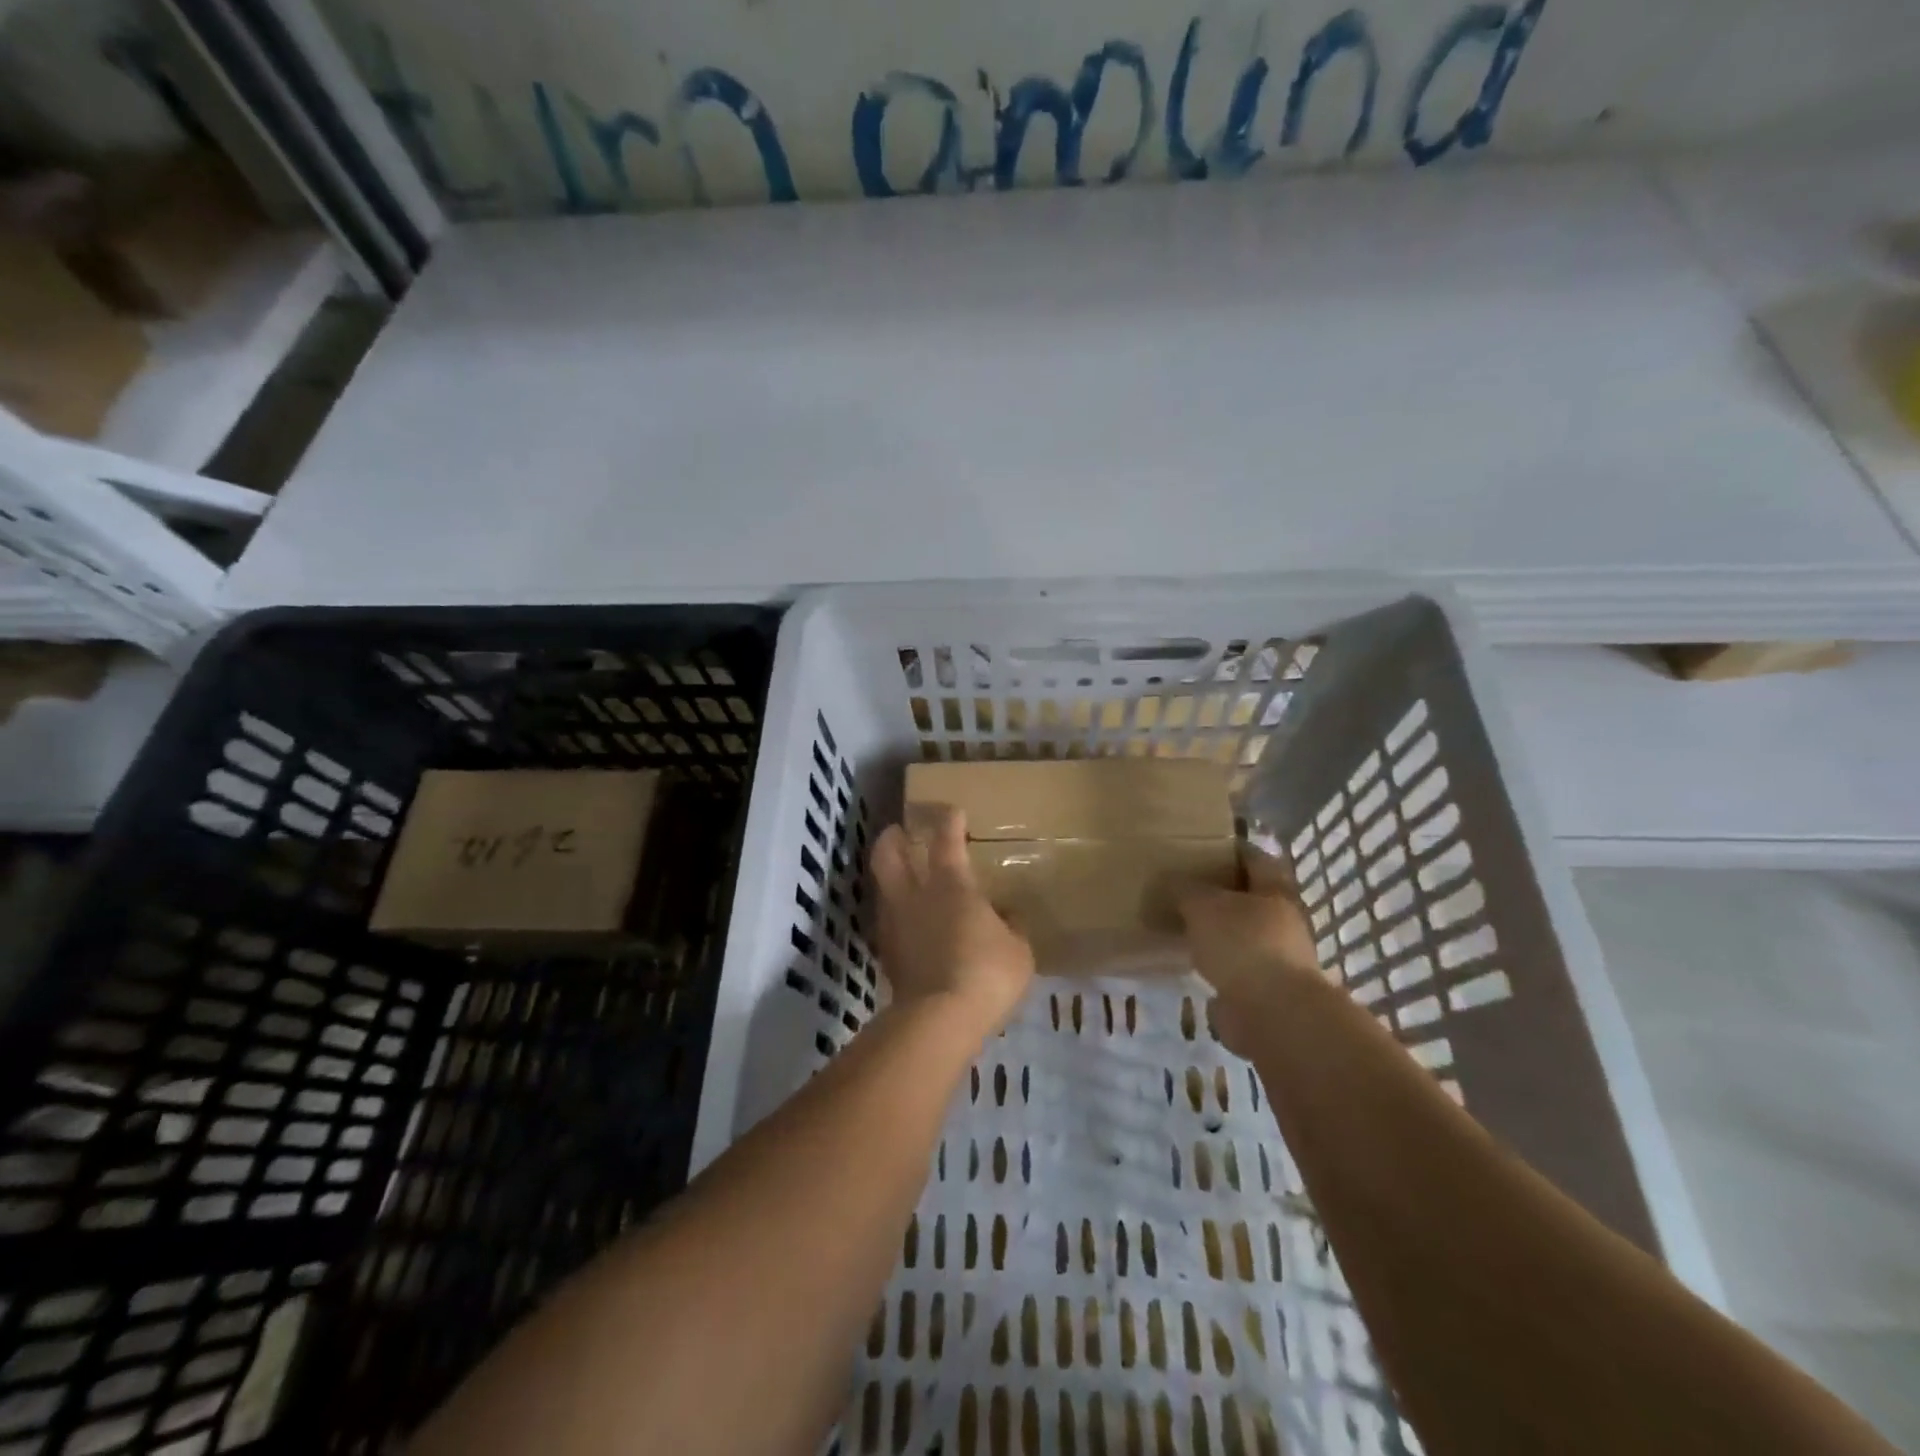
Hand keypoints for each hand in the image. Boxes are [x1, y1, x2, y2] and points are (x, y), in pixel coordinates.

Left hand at [871, 803, 1034, 1039]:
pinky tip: (908, 922)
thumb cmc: (987, 973)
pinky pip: (887, 920)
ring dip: (889, 875)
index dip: (948, 821)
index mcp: (950, 884)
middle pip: (888, 853)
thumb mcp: (1018, 949)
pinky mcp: (886, 953)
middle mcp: (914, 895)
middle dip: (892, 837)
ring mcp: (894, 923)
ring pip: (881, 886)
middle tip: (900, 833)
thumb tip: (1006, 915)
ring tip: (902, 877)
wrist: (940, 1019)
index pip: (946, 840)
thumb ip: (1011, 926)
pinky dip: (895, 912)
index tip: (952, 811)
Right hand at [1179, 846, 1323, 1054]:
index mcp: (1275, 890)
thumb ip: (1185, 889)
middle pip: (1250, 897)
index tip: (1203, 846)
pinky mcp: (1265, 990)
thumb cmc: (1243, 944)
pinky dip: (1217, 962)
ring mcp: (1277, 957)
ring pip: (1242, 933)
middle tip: (1185, 886)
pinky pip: (1235, 966)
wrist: (1274, 1014)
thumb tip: (1169, 878)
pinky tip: (1191, 960)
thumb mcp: (1204, 906)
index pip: (1255, 858)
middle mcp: (1283, 920)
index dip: (1231, 849)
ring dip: (1219, 930)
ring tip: (1183, 924)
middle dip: (1222, 892)